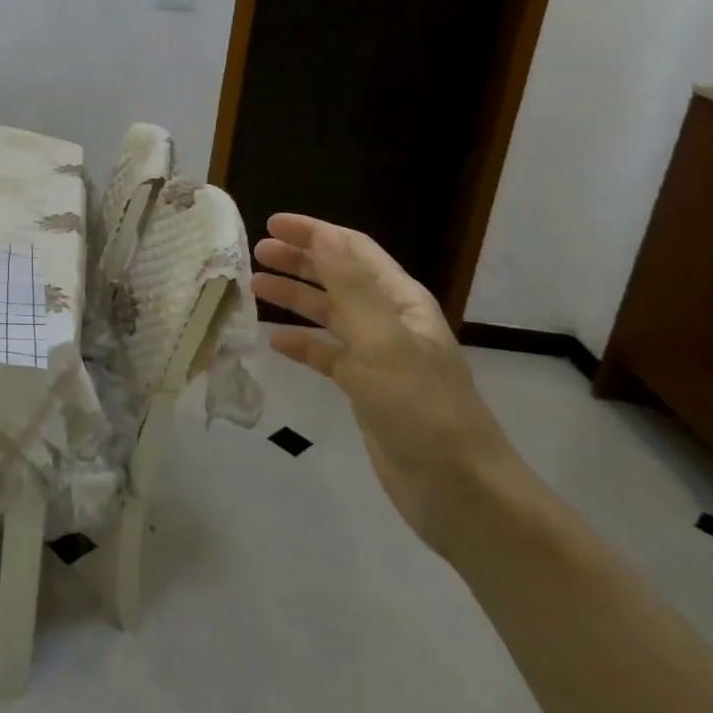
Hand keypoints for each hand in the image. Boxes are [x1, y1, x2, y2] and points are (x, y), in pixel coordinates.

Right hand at [251, 214, 525, 558]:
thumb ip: (349, 285)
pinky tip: (275, 342)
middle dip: (299, 260)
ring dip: (295, 298)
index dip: (314, 232)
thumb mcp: (382, 339)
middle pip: (338, 277)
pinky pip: (327, 355)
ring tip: (254, 287)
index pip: (352, 249)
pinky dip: (302, 344)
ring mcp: (378, 357)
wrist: (457, 490)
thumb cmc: (420, 406)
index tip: (271, 223)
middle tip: (256, 252)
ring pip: (329, 314)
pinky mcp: (366, 390)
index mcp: (400, 300)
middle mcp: (389, 321)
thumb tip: (321, 234)